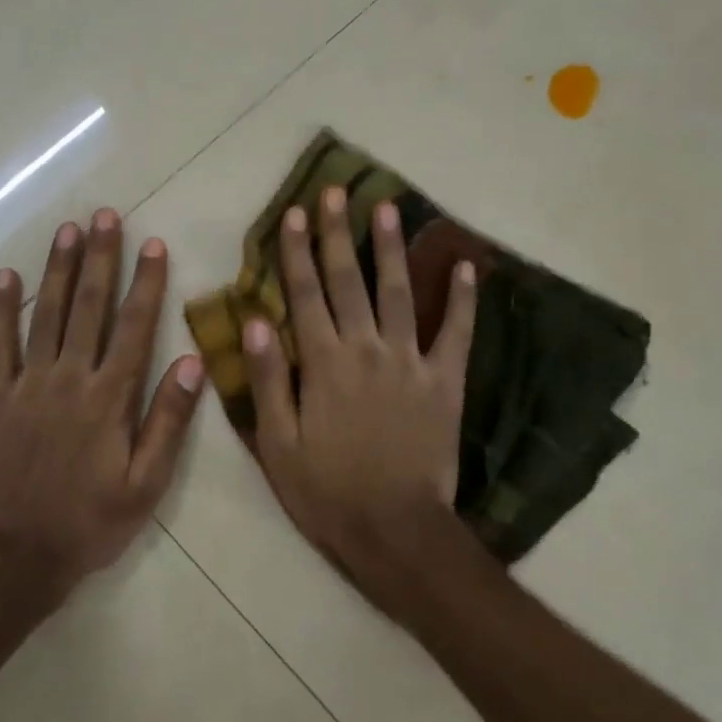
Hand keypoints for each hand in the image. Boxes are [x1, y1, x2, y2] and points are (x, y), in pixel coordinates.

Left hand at [0, 209, 204, 596]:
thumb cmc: (91, 522)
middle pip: (88, 307)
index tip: (153, 244)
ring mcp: (28, 385)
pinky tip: (7, 277)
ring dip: (58, 270)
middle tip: (105, 216)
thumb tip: (191, 362)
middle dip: (100, 259)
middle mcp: (69, 379)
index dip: (146, 283)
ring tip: (68, 230)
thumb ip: (168, 421)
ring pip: (45, 315)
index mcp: (110, 398)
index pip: (134, 327)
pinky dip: (0, 309)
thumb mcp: (146, 484)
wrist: (18, 554)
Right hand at [243, 186, 482, 614]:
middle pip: (349, 281)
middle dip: (338, 234)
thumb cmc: (326, 492)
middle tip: (335, 192)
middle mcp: (366, 349)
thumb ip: (268, 379)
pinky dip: (463, 299)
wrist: (394, 529)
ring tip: (388, 207)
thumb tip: (255, 321)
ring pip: (400, 293)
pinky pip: (457, 333)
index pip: (305, 295)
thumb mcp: (277, 444)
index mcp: (323, 364)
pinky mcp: (446, 382)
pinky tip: (466, 267)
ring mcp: (411, 362)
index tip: (293, 213)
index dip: (296, 252)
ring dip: (391, 249)